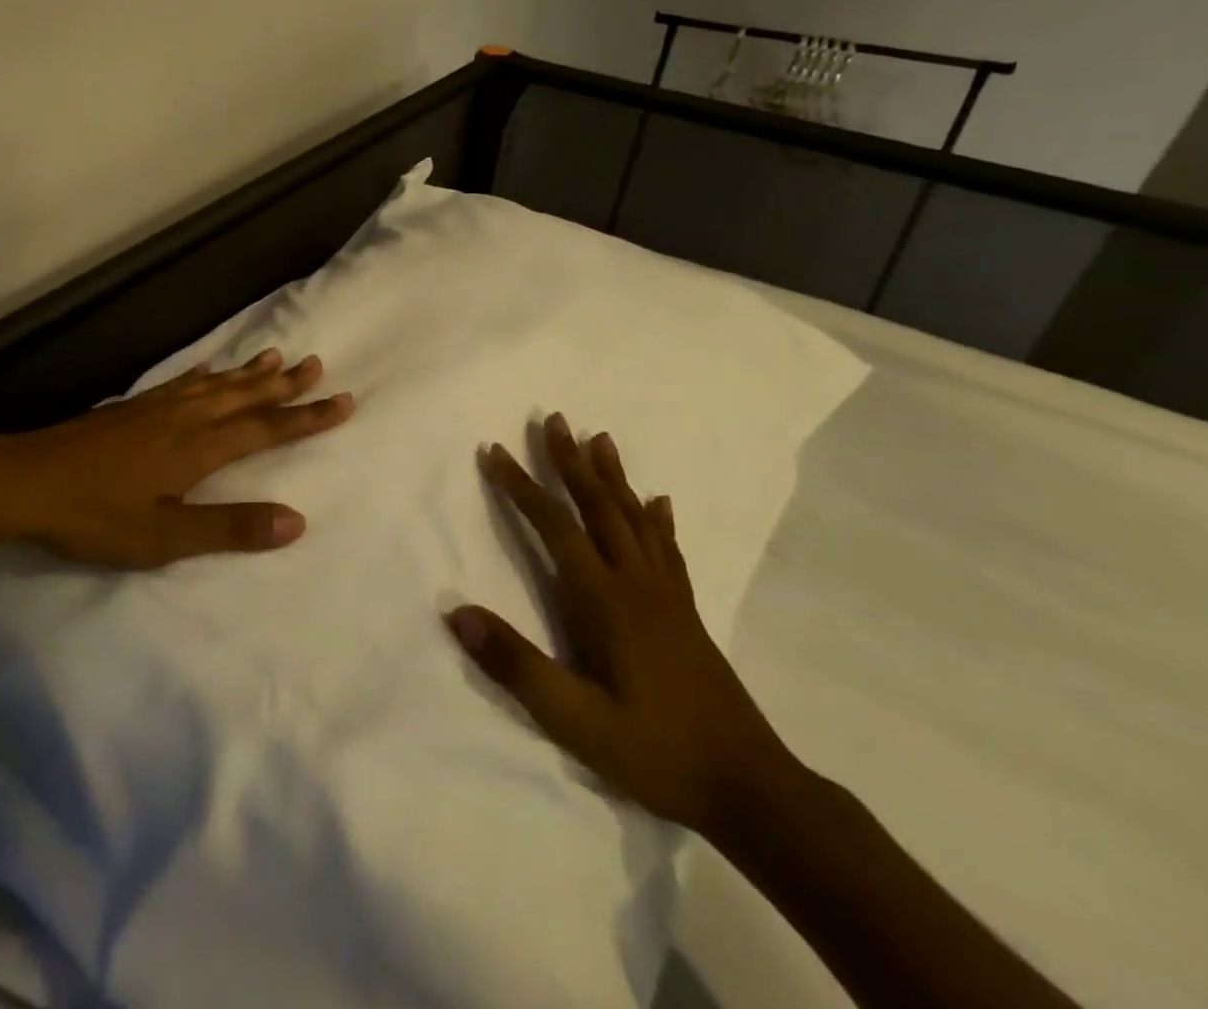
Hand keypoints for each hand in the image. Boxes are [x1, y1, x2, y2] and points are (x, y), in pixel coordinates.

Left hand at [0, 349, 353, 568]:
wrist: (24, 480)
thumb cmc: (94, 515)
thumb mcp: (164, 537)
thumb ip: (230, 528)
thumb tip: (297, 521)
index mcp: (199, 448)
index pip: (266, 429)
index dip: (306, 417)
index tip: (342, 401)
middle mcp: (185, 419)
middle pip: (245, 397)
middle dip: (285, 385)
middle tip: (318, 365)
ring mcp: (157, 409)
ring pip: (217, 384)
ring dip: (250, 373)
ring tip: (277, 357)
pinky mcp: (133, 408)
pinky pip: (182, 382)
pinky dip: (205, 374)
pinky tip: (208, 369)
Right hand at [446, 414, 795, 837]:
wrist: (751, 789)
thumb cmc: (655, 752)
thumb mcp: (575, 720)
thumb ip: (516, 665)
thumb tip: (456, 612)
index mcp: (604, 600)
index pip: (555, 526)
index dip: (521, 487)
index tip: (494, 451)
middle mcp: (635, 582)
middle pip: (599, 506)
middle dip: (571, 461)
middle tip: (554, 418)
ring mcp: (666, 595)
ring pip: (635, 517)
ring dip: (613, 475)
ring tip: (601, 437)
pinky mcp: (686, 612)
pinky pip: (667, 549)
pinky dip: (657, 518)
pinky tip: (659, 502)